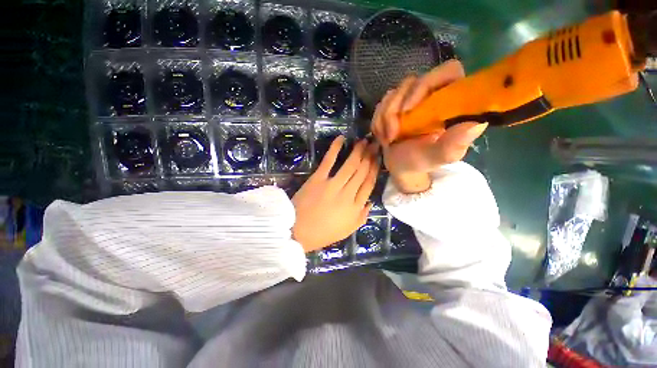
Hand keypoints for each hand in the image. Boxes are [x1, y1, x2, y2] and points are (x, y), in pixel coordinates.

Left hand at [291, 137, 378, 252]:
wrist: (297, 231)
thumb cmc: (322, 233)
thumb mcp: (347, 231)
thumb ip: (361, 217)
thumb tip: (370, 202)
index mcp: (355, 207)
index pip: (369, 184)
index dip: (375, 170)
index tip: (378, 159)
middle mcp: (348, 194)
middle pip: (362, 172)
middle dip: (370, 156)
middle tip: (374, 144)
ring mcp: (333, 185)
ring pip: (350, 165)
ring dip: (358, 151)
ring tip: (364, 141)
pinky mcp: (317, 179)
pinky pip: (328, 161)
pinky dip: (335, 148)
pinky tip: (341, 138)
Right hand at [371, 60, 487, 193]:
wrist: (399, 166)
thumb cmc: (420, 161)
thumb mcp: (437, 157)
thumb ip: (452, 145)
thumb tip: (477, 125)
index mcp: (450, 102)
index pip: (447, 71)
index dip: (426, 84)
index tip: (409, 109)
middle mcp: (431, 95)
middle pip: (410, 82)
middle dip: (394, 110)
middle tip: (392, 135)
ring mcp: (410, 99)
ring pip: (392, 94)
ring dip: (384, 118)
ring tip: (388, 140)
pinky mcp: (394, 106)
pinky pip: (380, 104)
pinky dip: (377, 122)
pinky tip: (383, 136)